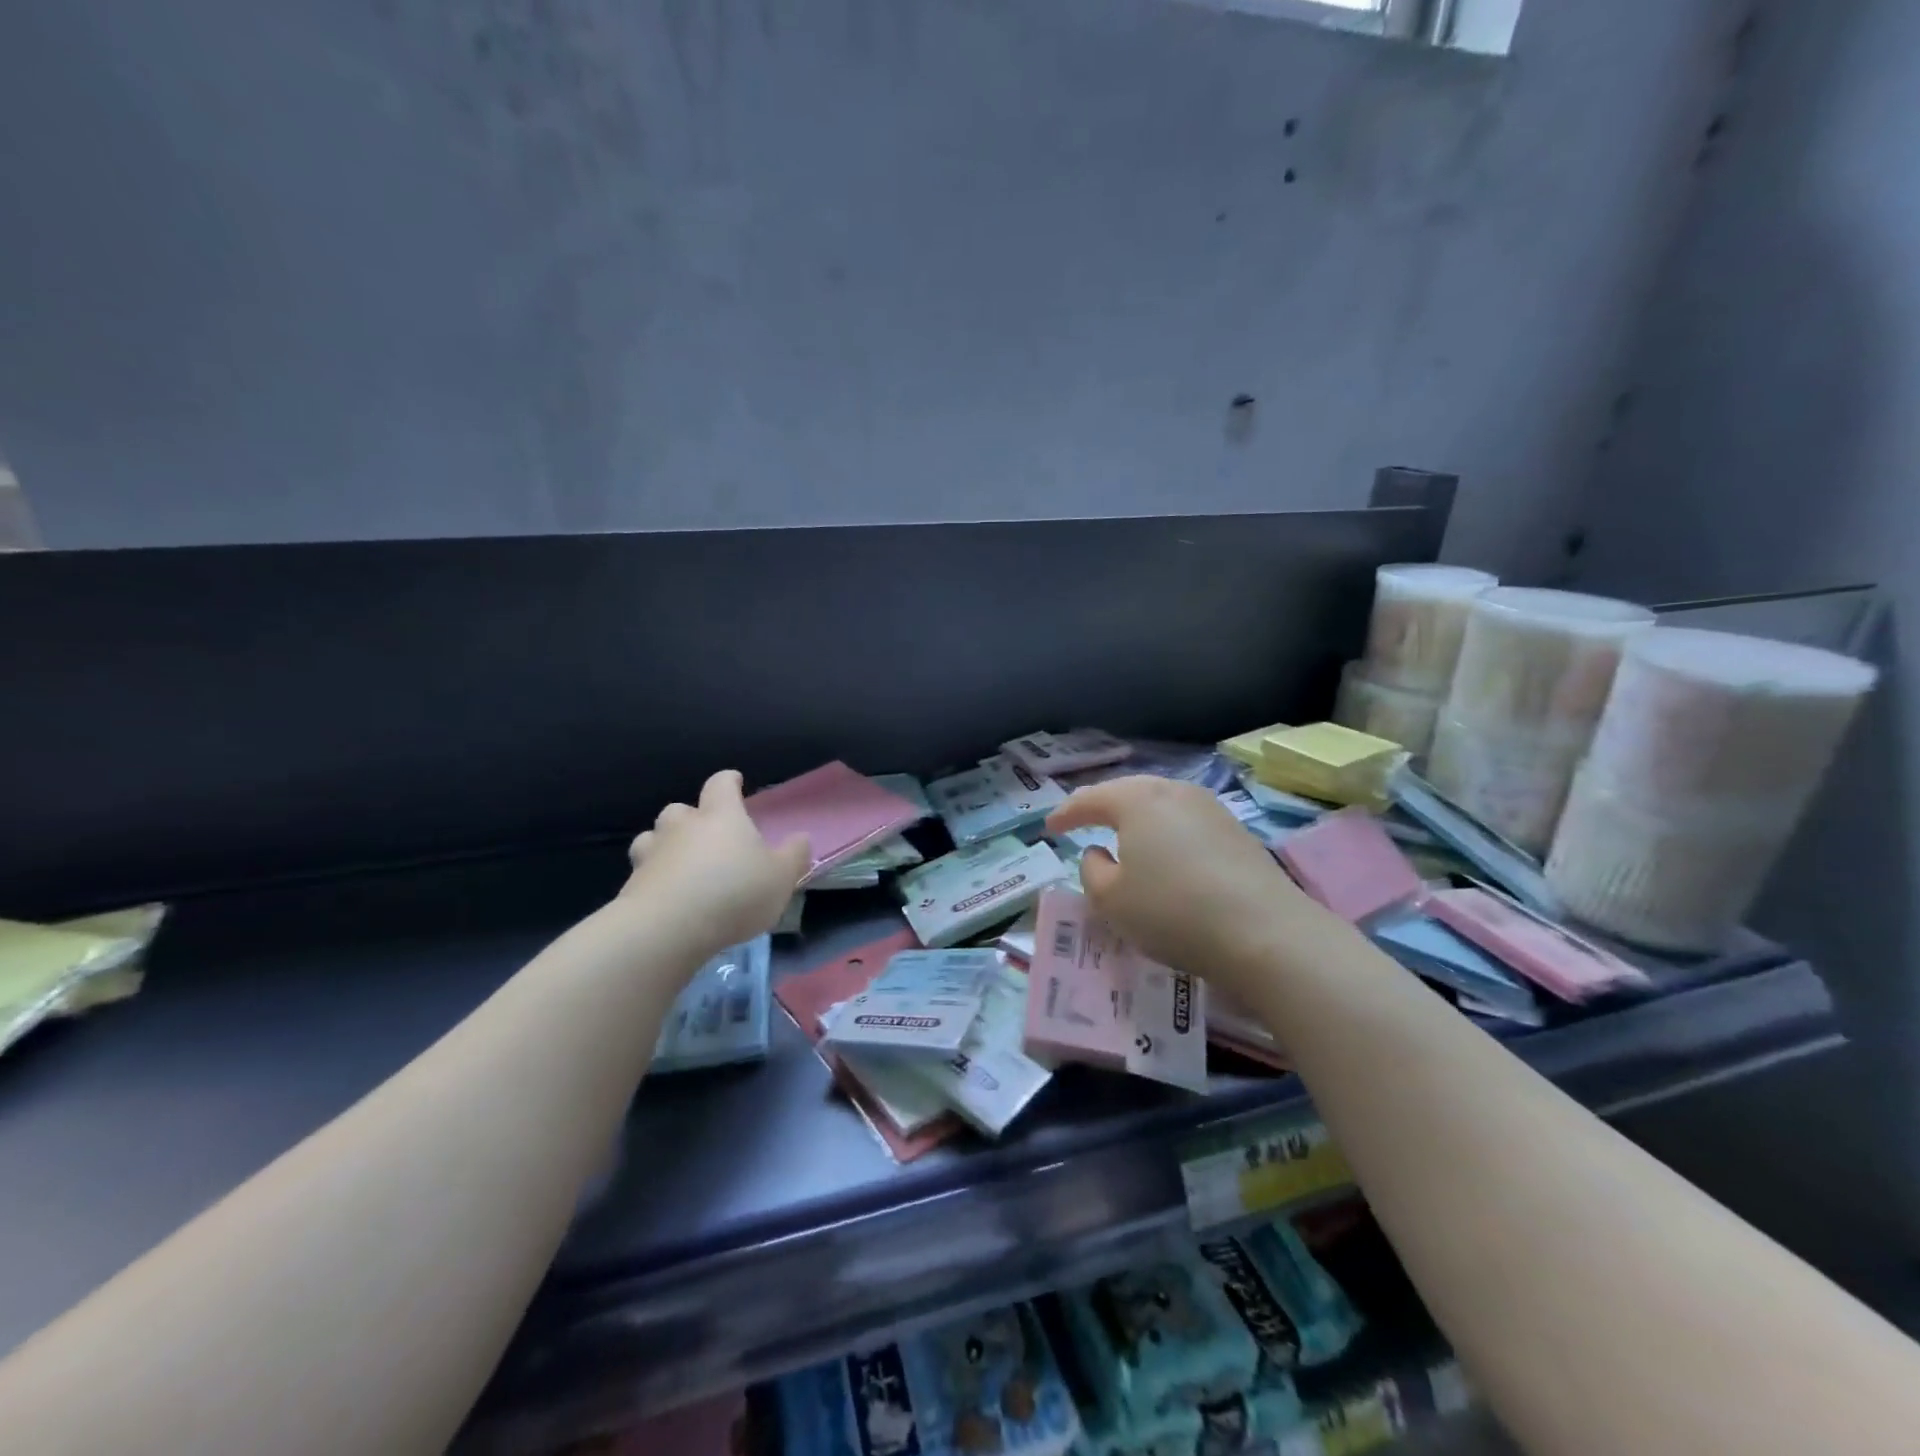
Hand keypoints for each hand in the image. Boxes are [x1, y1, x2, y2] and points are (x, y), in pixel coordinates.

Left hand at [622, 770, 809, 955]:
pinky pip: (643, 871)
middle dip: (692, 817)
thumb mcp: (781, 877)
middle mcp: (683, 826)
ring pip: (654, 837)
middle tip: (707, 834)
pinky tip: (666, 895)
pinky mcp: (632, 884)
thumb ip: (794, 855)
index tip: (736, 783)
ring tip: (680, 863)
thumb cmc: (734, 893)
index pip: (721, 784)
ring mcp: (653, 853)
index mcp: (721, 815)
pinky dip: (654, 877)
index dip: (729, 781)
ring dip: (665, 844)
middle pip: (681, 809)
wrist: (668, 928)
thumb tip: (800, 838)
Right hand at [1047, 776, 1332, 999]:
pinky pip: (1186, 823)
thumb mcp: (1111, 900)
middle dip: (1103, 806)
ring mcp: (1211, 809)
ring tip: (1123, 836)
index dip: (1066, 813)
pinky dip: (1166, 833)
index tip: (1049, 827)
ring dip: (1137, 818)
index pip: (1091, 798)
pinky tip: (1165, 854)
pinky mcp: (1237, 832)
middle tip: (1083, 821)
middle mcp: (1174, 792)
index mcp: (1137, 800)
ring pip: (1161, 805)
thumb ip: (1091, 870)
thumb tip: (1098, 852)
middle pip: (1129, 792)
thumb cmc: (1172, 911)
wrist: (1265, 933)